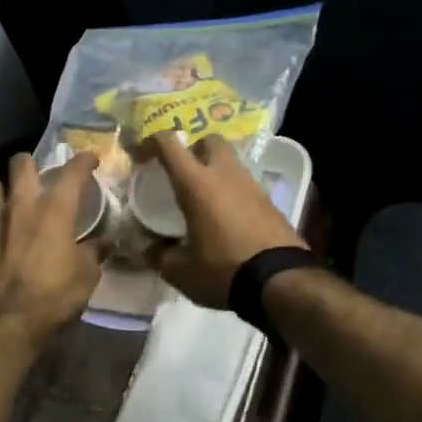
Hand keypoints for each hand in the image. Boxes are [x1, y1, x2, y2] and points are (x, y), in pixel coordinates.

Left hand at [0, 152, 100, 340]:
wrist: (1, 324)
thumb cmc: (52, 297)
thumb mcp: (86, 277)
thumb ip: (94, 253)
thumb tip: (104, 243)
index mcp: (54, 210)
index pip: (72, 171)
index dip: (83, 161)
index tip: (90, 161)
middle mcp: (19, 206)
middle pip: (20, 163)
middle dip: (32, 164)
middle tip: (40, 177)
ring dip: (4, 190)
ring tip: (13, 204)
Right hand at [145, 135, 305, 308]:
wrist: (281, 281)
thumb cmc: (224, 270)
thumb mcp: (181, 271)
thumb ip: (160, 256)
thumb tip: (149, 250)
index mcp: (197, 184)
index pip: (170, 144)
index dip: (151, 142)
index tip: (140, 156)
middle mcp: (225, 174)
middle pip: (209, 140)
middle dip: (193, 148)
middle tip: (182, 172)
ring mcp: (252, 185)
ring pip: (230, 161)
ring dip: (215, 170)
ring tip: (204, 198)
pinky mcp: (270, 201)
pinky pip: (245, 184)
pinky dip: (232, 191)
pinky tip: (227, 216)